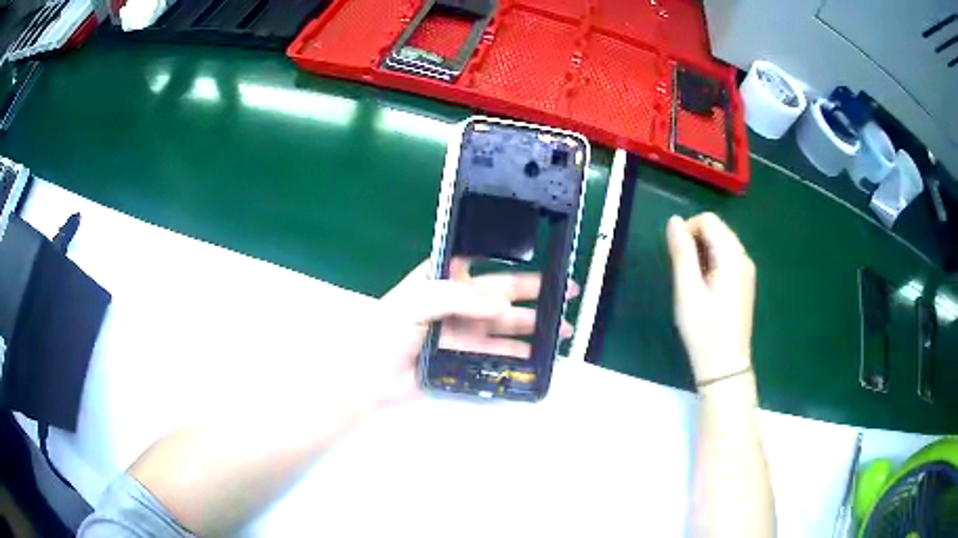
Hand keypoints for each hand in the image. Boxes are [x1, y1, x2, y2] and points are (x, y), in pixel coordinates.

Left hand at [372, 258, 576, 404]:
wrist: (370, 377)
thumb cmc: (386, 330)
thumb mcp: (416, 301)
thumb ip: (457, 297)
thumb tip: (502, 304)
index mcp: (444, 278)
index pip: (482, 259)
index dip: (511, 256)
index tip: (541, 255)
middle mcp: (459, 301)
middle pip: (504, 292)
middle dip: (537, 292)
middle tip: (568, 292)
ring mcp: (465, 330)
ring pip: (507, 324)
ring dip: (535, 326)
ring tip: (564, 329)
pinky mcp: (467, 356)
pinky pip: (499, 353)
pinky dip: (520, 354)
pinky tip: (540, 355)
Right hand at [666, 213, 755, 387]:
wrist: (724, 365)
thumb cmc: (704, 330)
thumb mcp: (687, 290)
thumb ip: (681, 252)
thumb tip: (674, 220)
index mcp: (732, 257)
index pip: (708, 221)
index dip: (688, 230)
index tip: (677, 258)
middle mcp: (744, 258)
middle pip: (717, 229)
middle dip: (695, 241)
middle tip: (683, 273)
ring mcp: (747, 270)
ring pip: (721, 243)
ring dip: (703, 253)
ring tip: (693, 283)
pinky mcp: (745, 282)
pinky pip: (727, 258)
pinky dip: (712, 263)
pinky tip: (705, 288)